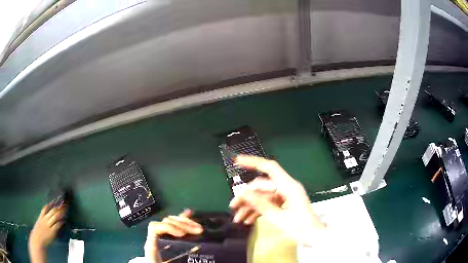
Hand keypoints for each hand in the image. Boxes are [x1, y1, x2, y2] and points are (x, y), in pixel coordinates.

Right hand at [29, 204, 65, 249]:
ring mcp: (48, 225)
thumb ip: (42, 220)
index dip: (50, 204)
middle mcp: (44, 219)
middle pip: (52, 211)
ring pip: (55, 216)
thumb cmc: (38, 233)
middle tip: (63, 204)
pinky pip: (57, 225)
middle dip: (58, 207)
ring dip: (60, 213)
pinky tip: (64, 220)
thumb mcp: (38, 223)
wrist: (37, 239)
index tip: (55, 201)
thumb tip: (46, 217)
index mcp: (41, 217)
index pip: (45, 208)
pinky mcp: (52, 232)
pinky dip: (60, 222)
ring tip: (65, 210)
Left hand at [144, 209, 202, 262]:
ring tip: (198, 227)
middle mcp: (156, 237)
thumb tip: (189, 260)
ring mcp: (162, 236)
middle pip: (166, 221)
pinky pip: (175, 225)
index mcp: (152, 245)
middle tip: (198, 230)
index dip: (168, 227)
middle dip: (183, 224)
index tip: (183, 234)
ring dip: (185, 222)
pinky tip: (189, 213)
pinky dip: (182, 219)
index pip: (155, 228)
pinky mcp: (168, 238)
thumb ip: (171, 262)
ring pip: (171, 221)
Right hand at [229, 155, 325, 240]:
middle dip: (246, 197)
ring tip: (238, 218)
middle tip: (233, 207)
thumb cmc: (300, 228)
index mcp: (289, 187)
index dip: (253, 162)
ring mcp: (285, 196)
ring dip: (250, 206)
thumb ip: (260, 203)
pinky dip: (258, 211)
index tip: (237, 161)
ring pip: (263, 197)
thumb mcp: (278, 217)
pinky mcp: (284, 204)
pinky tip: (248, 220)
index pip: (269, 167)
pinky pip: (268, 204)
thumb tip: (242, 192)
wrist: (314, 238)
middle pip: (262, 187)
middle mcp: (287, 188)